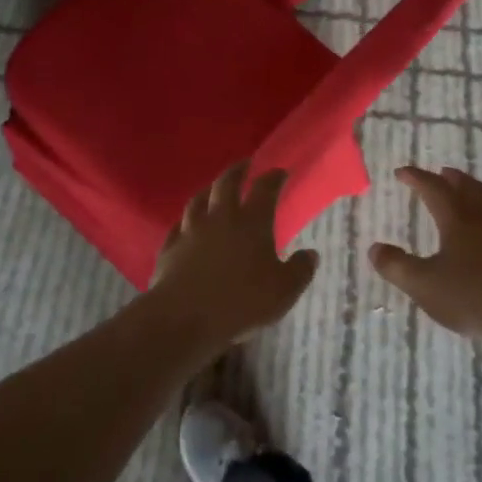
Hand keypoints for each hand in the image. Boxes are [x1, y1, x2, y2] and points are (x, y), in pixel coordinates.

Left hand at [151, 162, 318, 347]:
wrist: (183, 318)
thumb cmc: (241, 302)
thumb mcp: (284, 291)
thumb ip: (300, 270)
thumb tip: (311, 253)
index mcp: (252, 222)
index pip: (265, 189)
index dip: (273, 177)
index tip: (279, 172)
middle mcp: (220, 218)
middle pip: (227, 183)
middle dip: (237, 170)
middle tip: (245, 164)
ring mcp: (191, 230)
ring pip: (198, 199)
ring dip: (209, 189)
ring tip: (214, 187)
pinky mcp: (170, 247)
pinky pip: (177, 225)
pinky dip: (185, 220)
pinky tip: (185, 223)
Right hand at [369, 166, 481, 347]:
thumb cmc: (473, 297)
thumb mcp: (425, 286)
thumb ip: (397, 267)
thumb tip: (374, 248)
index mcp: (457, 218)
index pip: (433, 188)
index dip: (416, 178)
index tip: (401, 172)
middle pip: (466, 187)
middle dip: (449, 178)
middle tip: (440, 172)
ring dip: (475, 188)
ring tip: (469, 189)